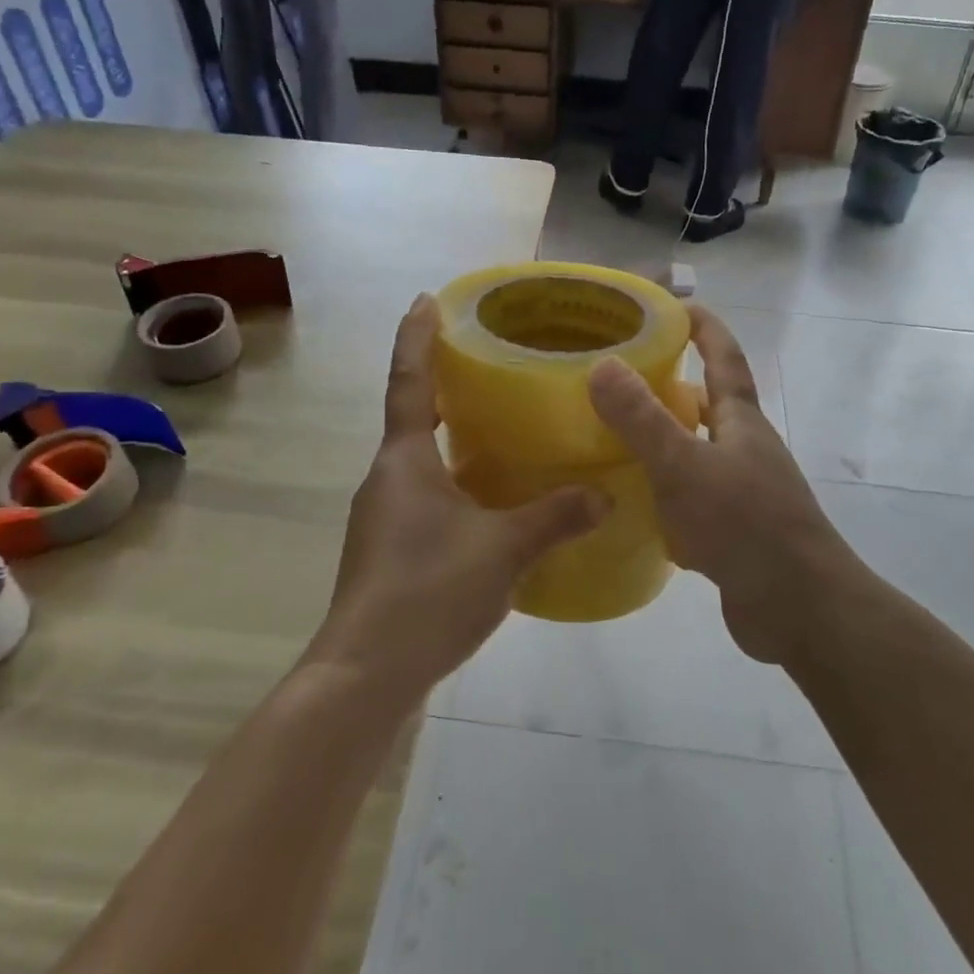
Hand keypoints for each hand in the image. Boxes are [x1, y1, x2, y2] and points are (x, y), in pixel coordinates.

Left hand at [306, 295, 607, 701]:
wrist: (367, 674)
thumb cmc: (429, 591)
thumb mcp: (504, 550)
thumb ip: (556, 517)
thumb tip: (606, 495)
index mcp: (404, 461)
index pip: (409, 381)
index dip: (417, 337)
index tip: (425, 299)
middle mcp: (386, 478)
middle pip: (413, 418)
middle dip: (443, 388)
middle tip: (485, 366)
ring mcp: (382, 516)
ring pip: (420, 462)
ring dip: (450, 441)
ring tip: (498, 431)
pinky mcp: (388, 550)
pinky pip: (424, 497)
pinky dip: (453, 484)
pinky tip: (488, 503)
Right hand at [588, 307, 853, 662]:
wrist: (800, 609)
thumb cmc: (746, 526)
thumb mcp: (685, 466)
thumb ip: (642, 419)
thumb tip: (602, 364)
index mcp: (740, 421)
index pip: (724, 356)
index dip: (703, 326)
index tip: (672, 304)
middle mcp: (744, 449)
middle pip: (705, 405)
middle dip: (667, 387)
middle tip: (615, 378)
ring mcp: (741, 493)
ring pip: (694, 455)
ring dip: (661, 443)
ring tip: (608, 438)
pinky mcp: (732, 534)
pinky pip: (690, 501)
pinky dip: (662, 496)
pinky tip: (628, 505)